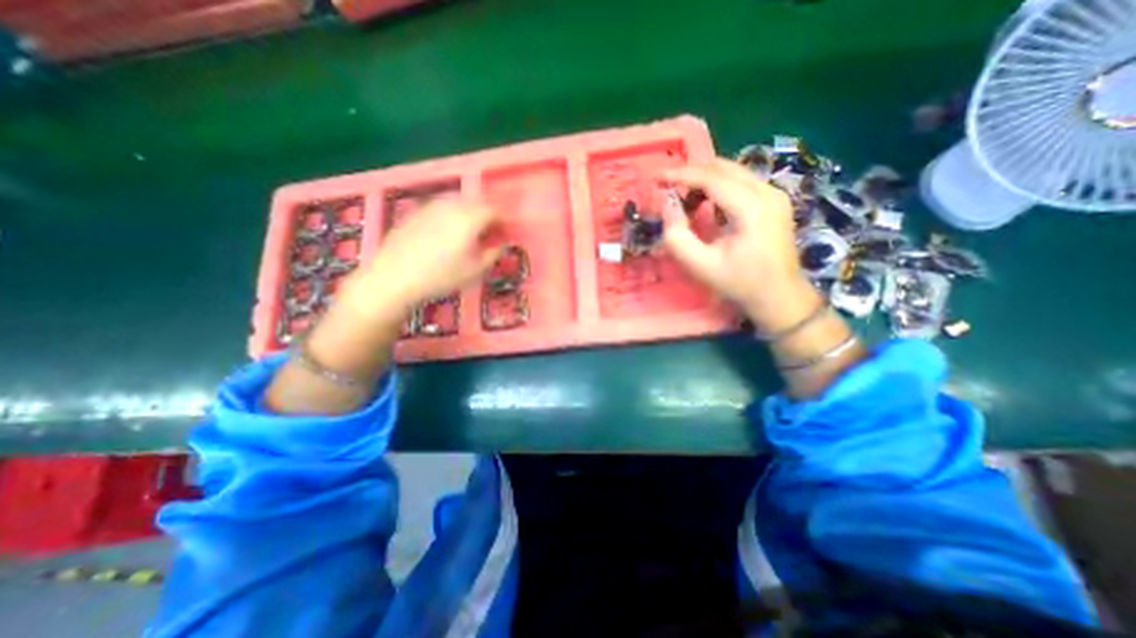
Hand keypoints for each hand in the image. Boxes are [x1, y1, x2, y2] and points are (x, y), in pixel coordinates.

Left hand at [336, 194, 498, 326]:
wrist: (394, 277)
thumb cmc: (441, 277)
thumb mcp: (475, 271)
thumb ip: (492, 254)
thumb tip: (501, 244)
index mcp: (470, 218)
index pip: (494, 210)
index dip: (504, 220)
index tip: (507, 231)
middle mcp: (452, 206)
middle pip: (477, 200)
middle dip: (488, 212)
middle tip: (492, 229)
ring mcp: (432, 206)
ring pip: (459, 200)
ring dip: (471, 210)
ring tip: (472, 228)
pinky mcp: (417, 211)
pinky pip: (442, 205)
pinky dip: (453, 212)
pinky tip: (449, 229)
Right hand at [662, 156, 821, 329]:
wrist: (779, 296)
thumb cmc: (739, 283)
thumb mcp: (700, 265)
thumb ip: (677, 236)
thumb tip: (668, 205)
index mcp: (752, 208)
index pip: (712, 178)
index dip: (681, 175)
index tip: (656, 178)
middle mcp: (768, 192)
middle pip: (723, 168)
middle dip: (691, 173)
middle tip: (667, 186)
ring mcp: (775, 194)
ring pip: (733, 171)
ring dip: (704, 179)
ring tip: (683, 197)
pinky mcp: (775, 200)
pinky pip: (741, 181)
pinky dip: (718, 186)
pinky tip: (705, 202)